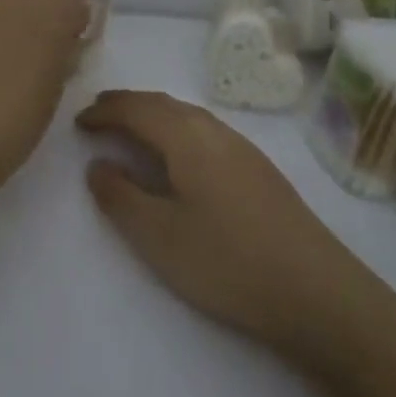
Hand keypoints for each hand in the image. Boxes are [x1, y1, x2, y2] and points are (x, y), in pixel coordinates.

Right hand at [76, 91, 373, 369]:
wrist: (317, 292)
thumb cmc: (227, 262)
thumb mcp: (159, 236)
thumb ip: (121, 196)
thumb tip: (97, 165)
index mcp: (187, 138)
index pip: (136, 109)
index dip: (104, 112)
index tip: (78, 122)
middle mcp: (215, 130)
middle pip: (163, 104)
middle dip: (127, 105)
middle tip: (98, 116)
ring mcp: (243, 148)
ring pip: (188, 116)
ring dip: (154, 116)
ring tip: (132, 131)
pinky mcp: (260, 170)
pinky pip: (205, 132)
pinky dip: (178, 131)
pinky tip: (180, 157)